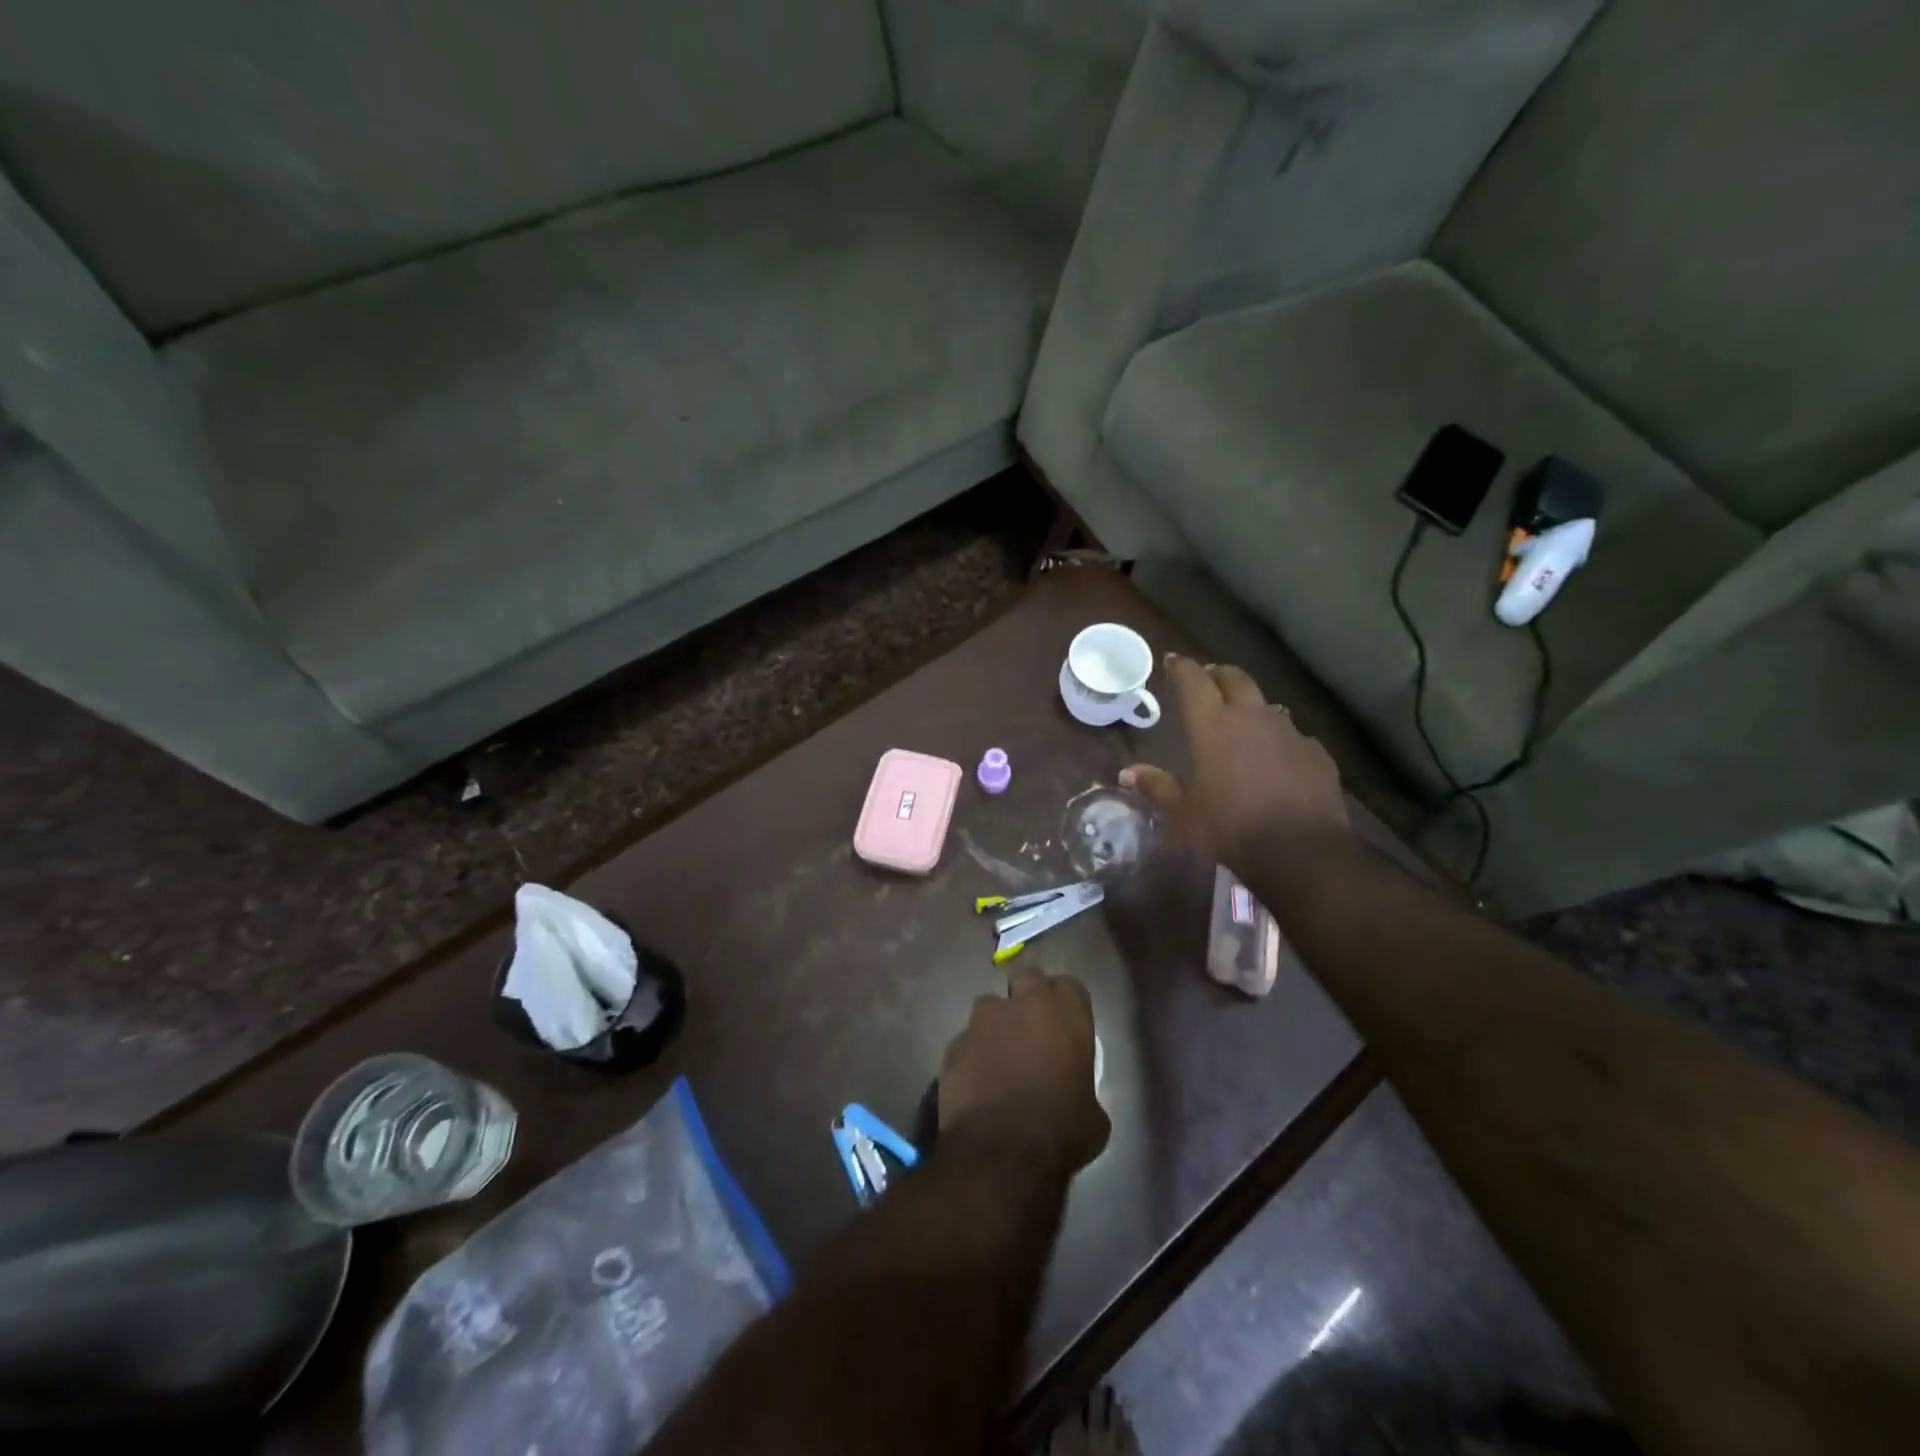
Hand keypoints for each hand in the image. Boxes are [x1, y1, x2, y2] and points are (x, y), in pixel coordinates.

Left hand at [938, 968, 1109, 1173]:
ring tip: (999, 1055)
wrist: (1002, 1152)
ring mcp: (984, 1020)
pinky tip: (976, 1081)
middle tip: (1032, 1027)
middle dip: (1028, 995)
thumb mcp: (1094, 1116)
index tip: (1065, 1024)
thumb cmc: (1061, 1132)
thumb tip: (1078, 1096)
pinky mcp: (955, 1042)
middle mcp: (1024, 1004)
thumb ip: (1085, 1088)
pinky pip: (966, 1039)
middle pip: (1027, 978)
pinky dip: (972, 1053)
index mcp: (1067, 1015)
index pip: (1070, 986)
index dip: (1066, 1003)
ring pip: (990, 1005)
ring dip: (996, 1023)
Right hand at [1121, 655, 1351, 877]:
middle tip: (1208, 679)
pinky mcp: (1316, 752)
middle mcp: (1251, 717)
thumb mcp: (1183, 813)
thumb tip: (1128, 772)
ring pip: (1267, 705)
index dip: (1181, 667)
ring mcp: (1289, 731)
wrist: (1300, 851)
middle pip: (1234, 678)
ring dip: (1251, 706)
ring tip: (1243, 720)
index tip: (1172, 661)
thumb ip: (1157, 787)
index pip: (1193, 680)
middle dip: (1218, 674)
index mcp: (1212, 726)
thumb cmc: (1229, 828)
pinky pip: (1293, 735)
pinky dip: (1279, 739)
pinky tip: (1276, 759)